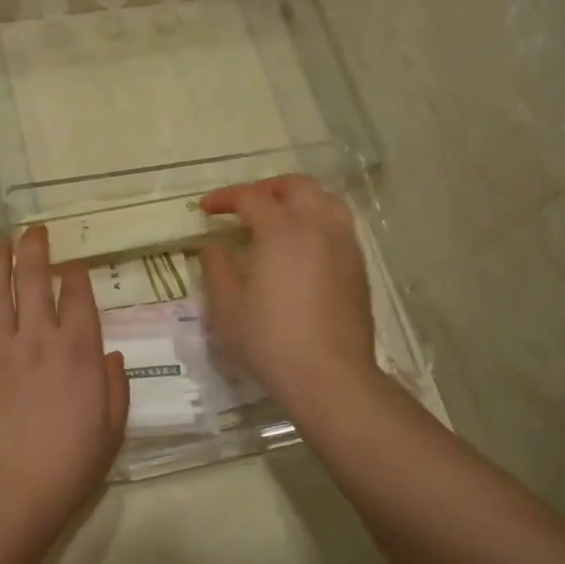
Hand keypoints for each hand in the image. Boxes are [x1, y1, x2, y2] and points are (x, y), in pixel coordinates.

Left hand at [0, 227, 128, 542]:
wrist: (8, 493)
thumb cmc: (68, 464)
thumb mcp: (111, 429)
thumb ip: (116, 386)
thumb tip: (113, 355)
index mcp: (78, 350)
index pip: (77, 295)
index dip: (76, 274)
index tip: (74, 265)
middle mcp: (38, 337)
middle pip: (33, 278)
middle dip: (35, 248)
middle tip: (34, 230)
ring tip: (0, 240)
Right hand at [199, 178, 378, 407]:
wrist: (331, 377)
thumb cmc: (271, 340)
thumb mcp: (227, 307)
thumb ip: (217, 268)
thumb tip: (216, 246)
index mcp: (282, 231)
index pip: (251, 197)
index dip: (225, 198)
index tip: (205, 209)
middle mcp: (318, 227)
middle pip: (297, 186)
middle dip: (267, 188)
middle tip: (245, 205)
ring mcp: (344, 246)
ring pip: (326, 201)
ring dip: (298, 200)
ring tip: (279, 218)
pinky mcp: (358, 267)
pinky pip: (339, 226)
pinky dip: (318, 221)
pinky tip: (303, 248)